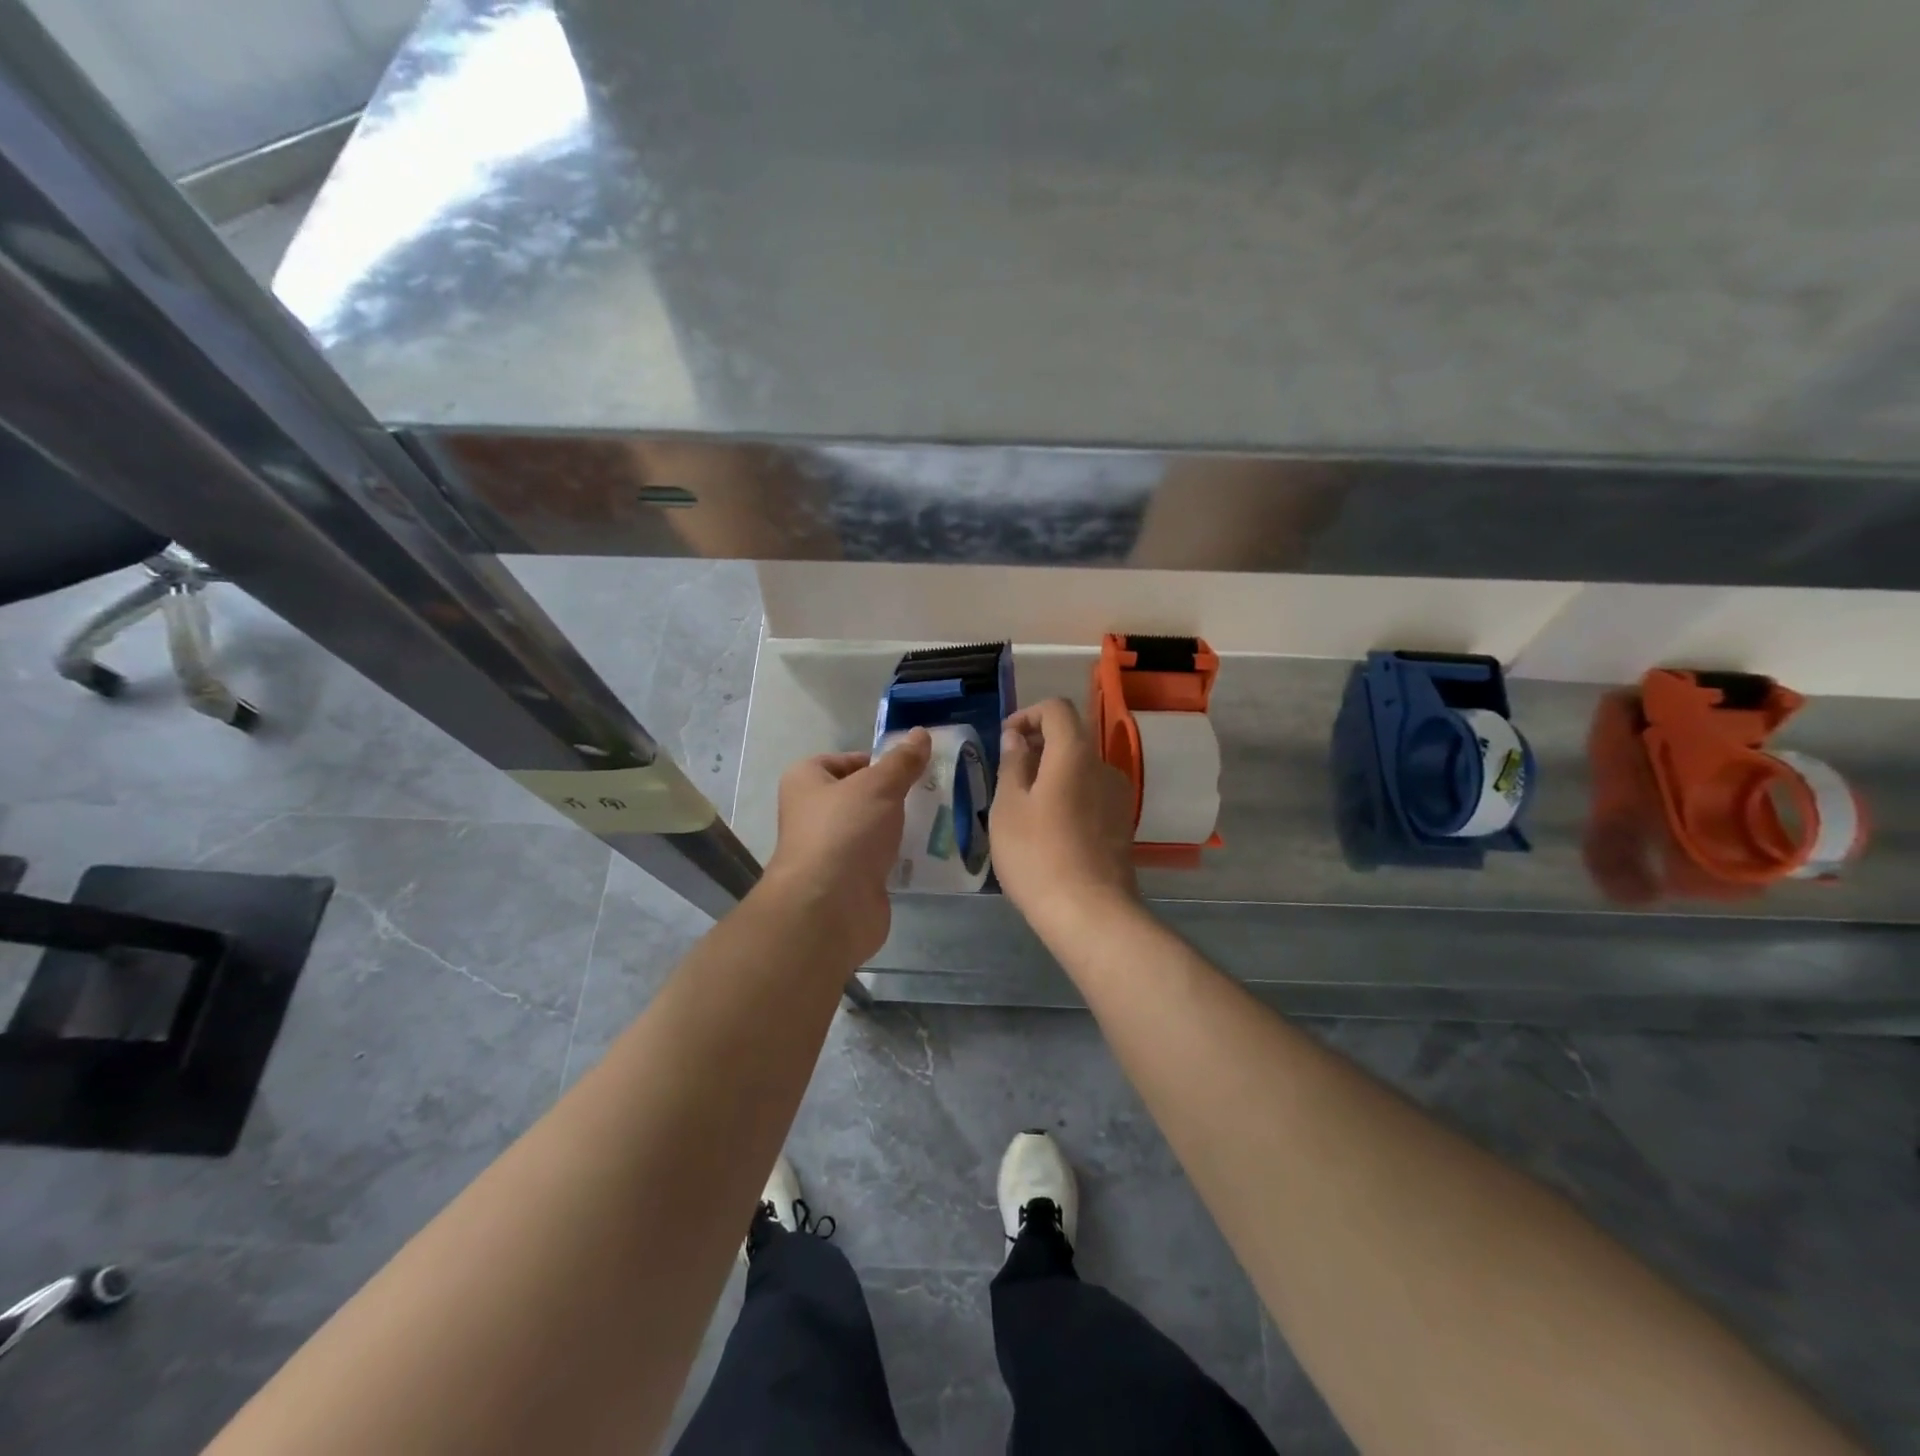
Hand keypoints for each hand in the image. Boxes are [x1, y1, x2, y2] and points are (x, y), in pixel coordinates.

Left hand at [759, 728, 932, 963]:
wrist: (830, 908)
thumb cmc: (845, 831)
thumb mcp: (878, 786)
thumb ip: (902, 761)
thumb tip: (920, 733)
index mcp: (806, 781)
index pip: (843, 760)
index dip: (875, 761)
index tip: (909, 767)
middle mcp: (812, 813)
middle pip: (860, 795)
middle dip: (894, 795)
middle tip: (931, 791)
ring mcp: (831, 850)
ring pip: (871, 829)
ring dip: (899, 826)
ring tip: (939, 818)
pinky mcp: (850, 881)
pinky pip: (879, 859)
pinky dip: (900, 856)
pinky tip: (929, 852)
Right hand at [990, 699, 1138, 926]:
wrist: (1089, 913)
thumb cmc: (1037, 854)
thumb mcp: (1008, 807)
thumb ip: (1012, 763)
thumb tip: (1017, 737)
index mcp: (1075, 753)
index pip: (1057, 709)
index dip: (1028, 714)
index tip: (1006, 739)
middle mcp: (1104, 766)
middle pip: (1071, 738)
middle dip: (1037, 745)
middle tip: (1008, 774)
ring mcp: (1118, 796)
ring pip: (1080, 768)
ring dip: (1052, 773)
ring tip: (1024, 806)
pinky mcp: (1121, 824)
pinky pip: (1090, 794)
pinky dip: (1068, 795)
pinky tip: (1048, 828)